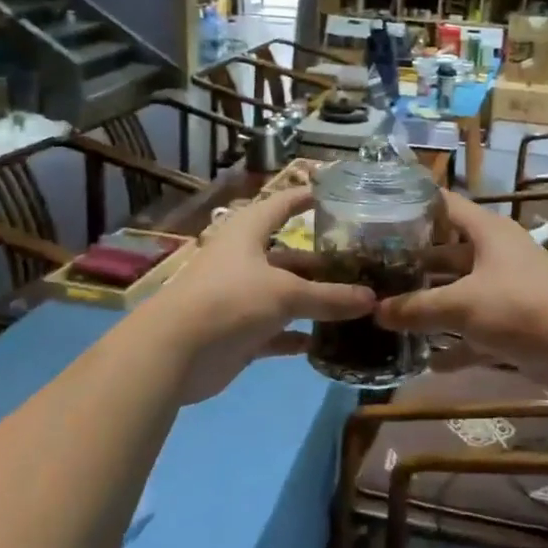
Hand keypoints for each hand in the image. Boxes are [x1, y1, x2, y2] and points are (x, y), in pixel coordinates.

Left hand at [133, 187, 375, 403]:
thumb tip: (372, 299)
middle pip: (290, 255)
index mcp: (248, 233)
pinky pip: (277, 330)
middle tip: (362, 265)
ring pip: (285, 294)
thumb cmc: (230, 301)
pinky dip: (298, 335)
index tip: (339, 194)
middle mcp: (244, 260)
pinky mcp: (239, 332)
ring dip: (314, 300)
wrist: (174, 352)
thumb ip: (330, 297)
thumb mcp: (286, 293)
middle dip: (323, 261)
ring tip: (354, 303)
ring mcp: (241, 297)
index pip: (283, 204)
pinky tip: (325, 341)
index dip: (307, 197)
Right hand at [374, 192, 547, 389]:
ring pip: (459, 291)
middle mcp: (495, 254)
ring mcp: (505, 289)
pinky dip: (454, 343)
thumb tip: (376, 311)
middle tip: (373, 272)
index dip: (413, 205)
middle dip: (414, 263)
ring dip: (431, 303)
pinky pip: (474, 329)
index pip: (444, 205)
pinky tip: (426, 360)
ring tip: (389, 312)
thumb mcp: (461, 304)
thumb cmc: (519, 306)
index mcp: (486, 232)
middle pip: (447, 251)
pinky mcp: (512, 323)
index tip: (375, 214)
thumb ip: (417, 308)